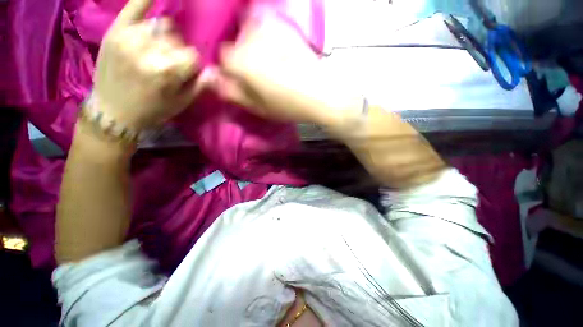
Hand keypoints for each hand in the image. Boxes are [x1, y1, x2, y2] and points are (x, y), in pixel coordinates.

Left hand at [92, 0, 201, 131]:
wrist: (114, 111)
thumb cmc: (153, 110)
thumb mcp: (182, 103)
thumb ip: (200, 85)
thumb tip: (214, 70)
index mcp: (166, 72)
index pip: (193, 56)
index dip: (193, 65)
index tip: (186, 73)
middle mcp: (148, 51)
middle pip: (178, 40)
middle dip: (179, 52)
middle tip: (169, 64)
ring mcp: (128, 37)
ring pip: (161, 25)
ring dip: (165, 37)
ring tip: (156, 49)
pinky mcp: (115, 31)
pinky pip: (134, 6)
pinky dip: (146, 1)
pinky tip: (154, 0)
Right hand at [209, 15, 360, 125]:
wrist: (320, 93)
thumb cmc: (287, 106)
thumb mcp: (257, 107)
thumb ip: (232, 92)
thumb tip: (210, 79)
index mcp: (239, 62)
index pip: (221, 57)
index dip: (230, 70)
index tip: (241, 80)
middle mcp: (249, 39)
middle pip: (235, 43)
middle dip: (241, 57)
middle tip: (258, 76)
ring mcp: (269, 30)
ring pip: (250, 33)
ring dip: (254, 46)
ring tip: (271, 66)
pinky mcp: (285, 29)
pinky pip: (268, 28)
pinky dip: (268, 39)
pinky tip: (280, 56)